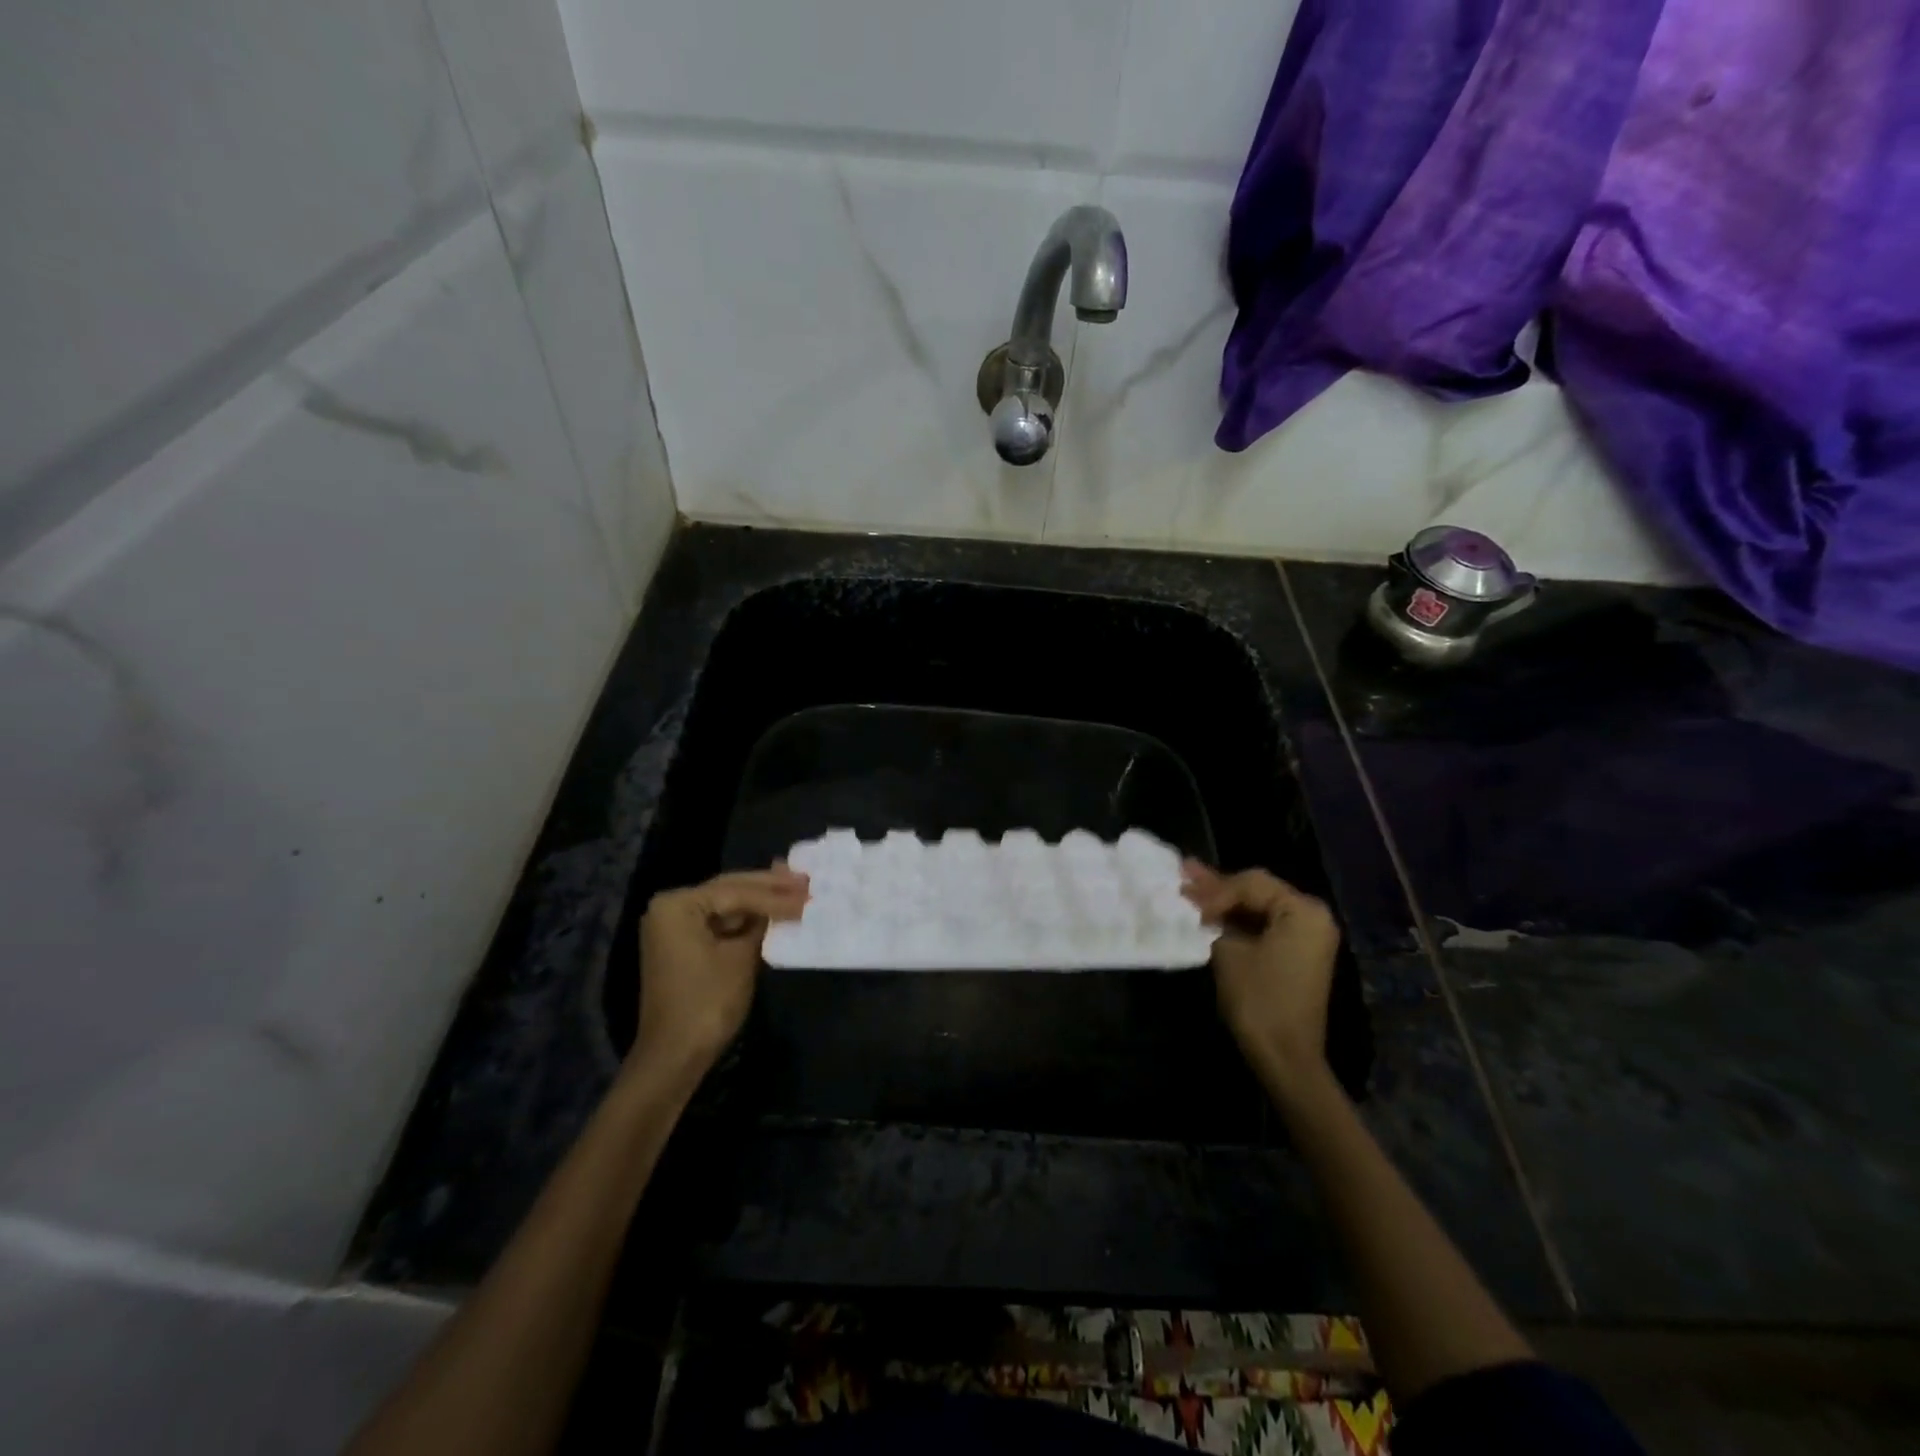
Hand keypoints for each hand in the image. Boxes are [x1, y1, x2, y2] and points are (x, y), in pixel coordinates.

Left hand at [634, 867, 808, 1074]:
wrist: (674, 1055)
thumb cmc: (707, 1002)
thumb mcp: (741, 957)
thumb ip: (762, 924)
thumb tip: (784, 904)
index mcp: (678, 905)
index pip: (736, 891)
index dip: (776, 894)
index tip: (809, 890)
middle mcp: (670, 907)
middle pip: (729, 890)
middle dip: (768, 887)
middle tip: (804, 879)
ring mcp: (674, 927)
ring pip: (726, 905)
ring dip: (760, 901)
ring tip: (795, 889)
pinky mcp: (683, 945)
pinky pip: (719, 923)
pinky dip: (746, 920)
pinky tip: (773, 912)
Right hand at [1183, 864, 1340, 1095]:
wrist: (1285, 1056)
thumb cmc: (1259, 999)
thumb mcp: (1229, 951)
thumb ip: (1215, 919)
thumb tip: (1196, 900)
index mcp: (1303, 910)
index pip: (1250, 884)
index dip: (1214, 890)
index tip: (1184, 900)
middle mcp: (1312, 915)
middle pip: (1257, 889)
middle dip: (1217, 887)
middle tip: (1182, 875)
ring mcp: (1307, 935)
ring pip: (1258, 906)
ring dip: (1225, 900)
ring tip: (1190, 885)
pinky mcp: (1297, 952)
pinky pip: (1265, 925)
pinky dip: (1238, 919)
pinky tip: (1209, 909)